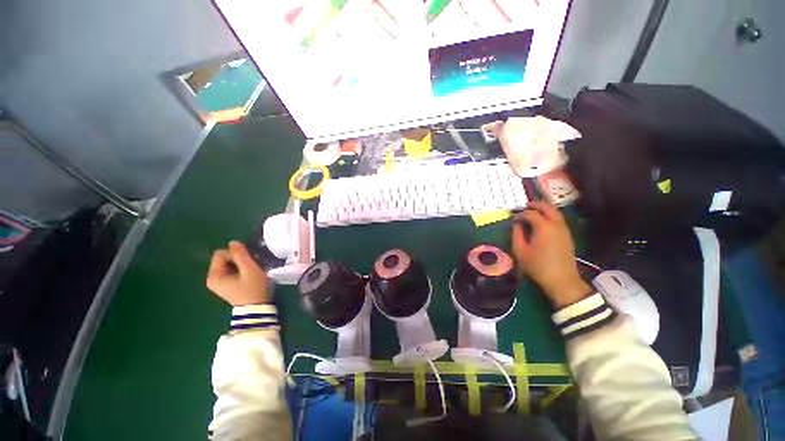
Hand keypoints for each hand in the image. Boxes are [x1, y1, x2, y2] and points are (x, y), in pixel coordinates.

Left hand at [207, 241, 269, 306]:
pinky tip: (248, 276)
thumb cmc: (253, 288)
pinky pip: (231, 271)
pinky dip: (240, 270)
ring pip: (229, 264)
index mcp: (214, 275)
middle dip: (238, 259)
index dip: (235, 254)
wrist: (257, 308)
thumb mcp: (250, 269)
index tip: (248, 262)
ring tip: (251, 271)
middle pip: (223, 259)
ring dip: (241, 264)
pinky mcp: (225, 286)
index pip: (220, 254)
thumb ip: (241, 254)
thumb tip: (233, 242)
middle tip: (251, 266)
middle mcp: (212, 278)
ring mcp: (218, 283)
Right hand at [511, 202, 591, 308]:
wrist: (561, 280)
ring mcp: (564, 229)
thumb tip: (516, 224)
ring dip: (544, 209)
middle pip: (547, 207)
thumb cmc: (537, 265)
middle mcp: (556, 224)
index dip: (520, 214)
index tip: (514, 219)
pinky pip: (559, 219)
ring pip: (555, 212)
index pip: (530, 213)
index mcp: (543, 226)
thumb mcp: (520, 250)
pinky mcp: (567, 235)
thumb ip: (516, 234)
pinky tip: (542, 222)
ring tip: (533, 212)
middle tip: (525, 206)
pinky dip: (550, 215)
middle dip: (535, 205)